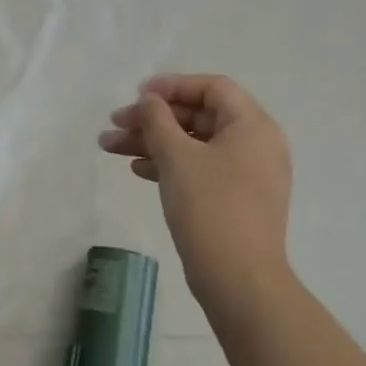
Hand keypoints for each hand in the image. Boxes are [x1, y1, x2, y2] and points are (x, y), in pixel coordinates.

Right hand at [99, 73, 292, 322]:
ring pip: (194, 144)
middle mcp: (256, 144)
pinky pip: (199, 168)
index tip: (138, 96)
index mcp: (253, 126)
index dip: (172, 85)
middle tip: (116, 123)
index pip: (212, 87)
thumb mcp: (177, 156)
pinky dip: (169, 164)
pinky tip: (137, 169)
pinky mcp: (235, 199)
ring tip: (110, 147)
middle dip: (153, 118)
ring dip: (153, 141)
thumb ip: (157, 119)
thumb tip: (148, 101)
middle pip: (199, 115)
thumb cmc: (210, 207)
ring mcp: (247, 174)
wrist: (239, 280)